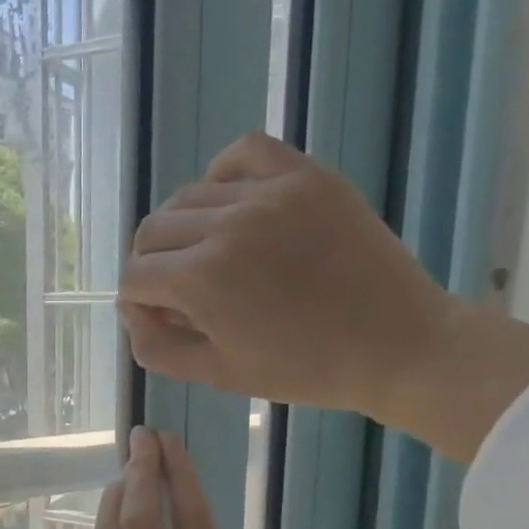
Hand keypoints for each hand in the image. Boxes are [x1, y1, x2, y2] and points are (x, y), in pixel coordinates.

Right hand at [119, 132, 528, 461]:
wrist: (397, 345)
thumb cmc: (304, 370)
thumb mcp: (218, 374)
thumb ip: (158, 347)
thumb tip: (132, 312)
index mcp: (202, 279)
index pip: (134, 276)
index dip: (136, 302)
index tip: (158, 318)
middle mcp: (226, 225)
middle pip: (152, 231)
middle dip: (153, 266)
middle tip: (181, 293)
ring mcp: (269, 194)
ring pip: (189, 195)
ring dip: (184, 228)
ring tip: (210, 254)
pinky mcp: (306, 177)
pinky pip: (243, 154)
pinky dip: (222, 174)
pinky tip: (230, 204)